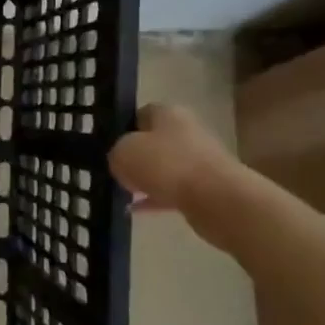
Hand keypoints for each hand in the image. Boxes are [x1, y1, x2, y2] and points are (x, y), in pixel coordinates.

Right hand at [107, 103, 244, 244]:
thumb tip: (122, 162)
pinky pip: (173, 190)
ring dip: (146, 179)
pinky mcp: (207, 188)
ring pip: (164, 168)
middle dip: (136, 157)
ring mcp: (199, 160)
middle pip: (154, 141)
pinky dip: (156, 199)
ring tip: (124, 193)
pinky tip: (135, 210)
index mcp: (168, 113)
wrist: (216, 198)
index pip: (140, 113)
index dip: (123, 128)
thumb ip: (116, 154)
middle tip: (115, 171)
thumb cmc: (165, 165)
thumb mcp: (122, 153)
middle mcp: (187, 131)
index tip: (109, 146)